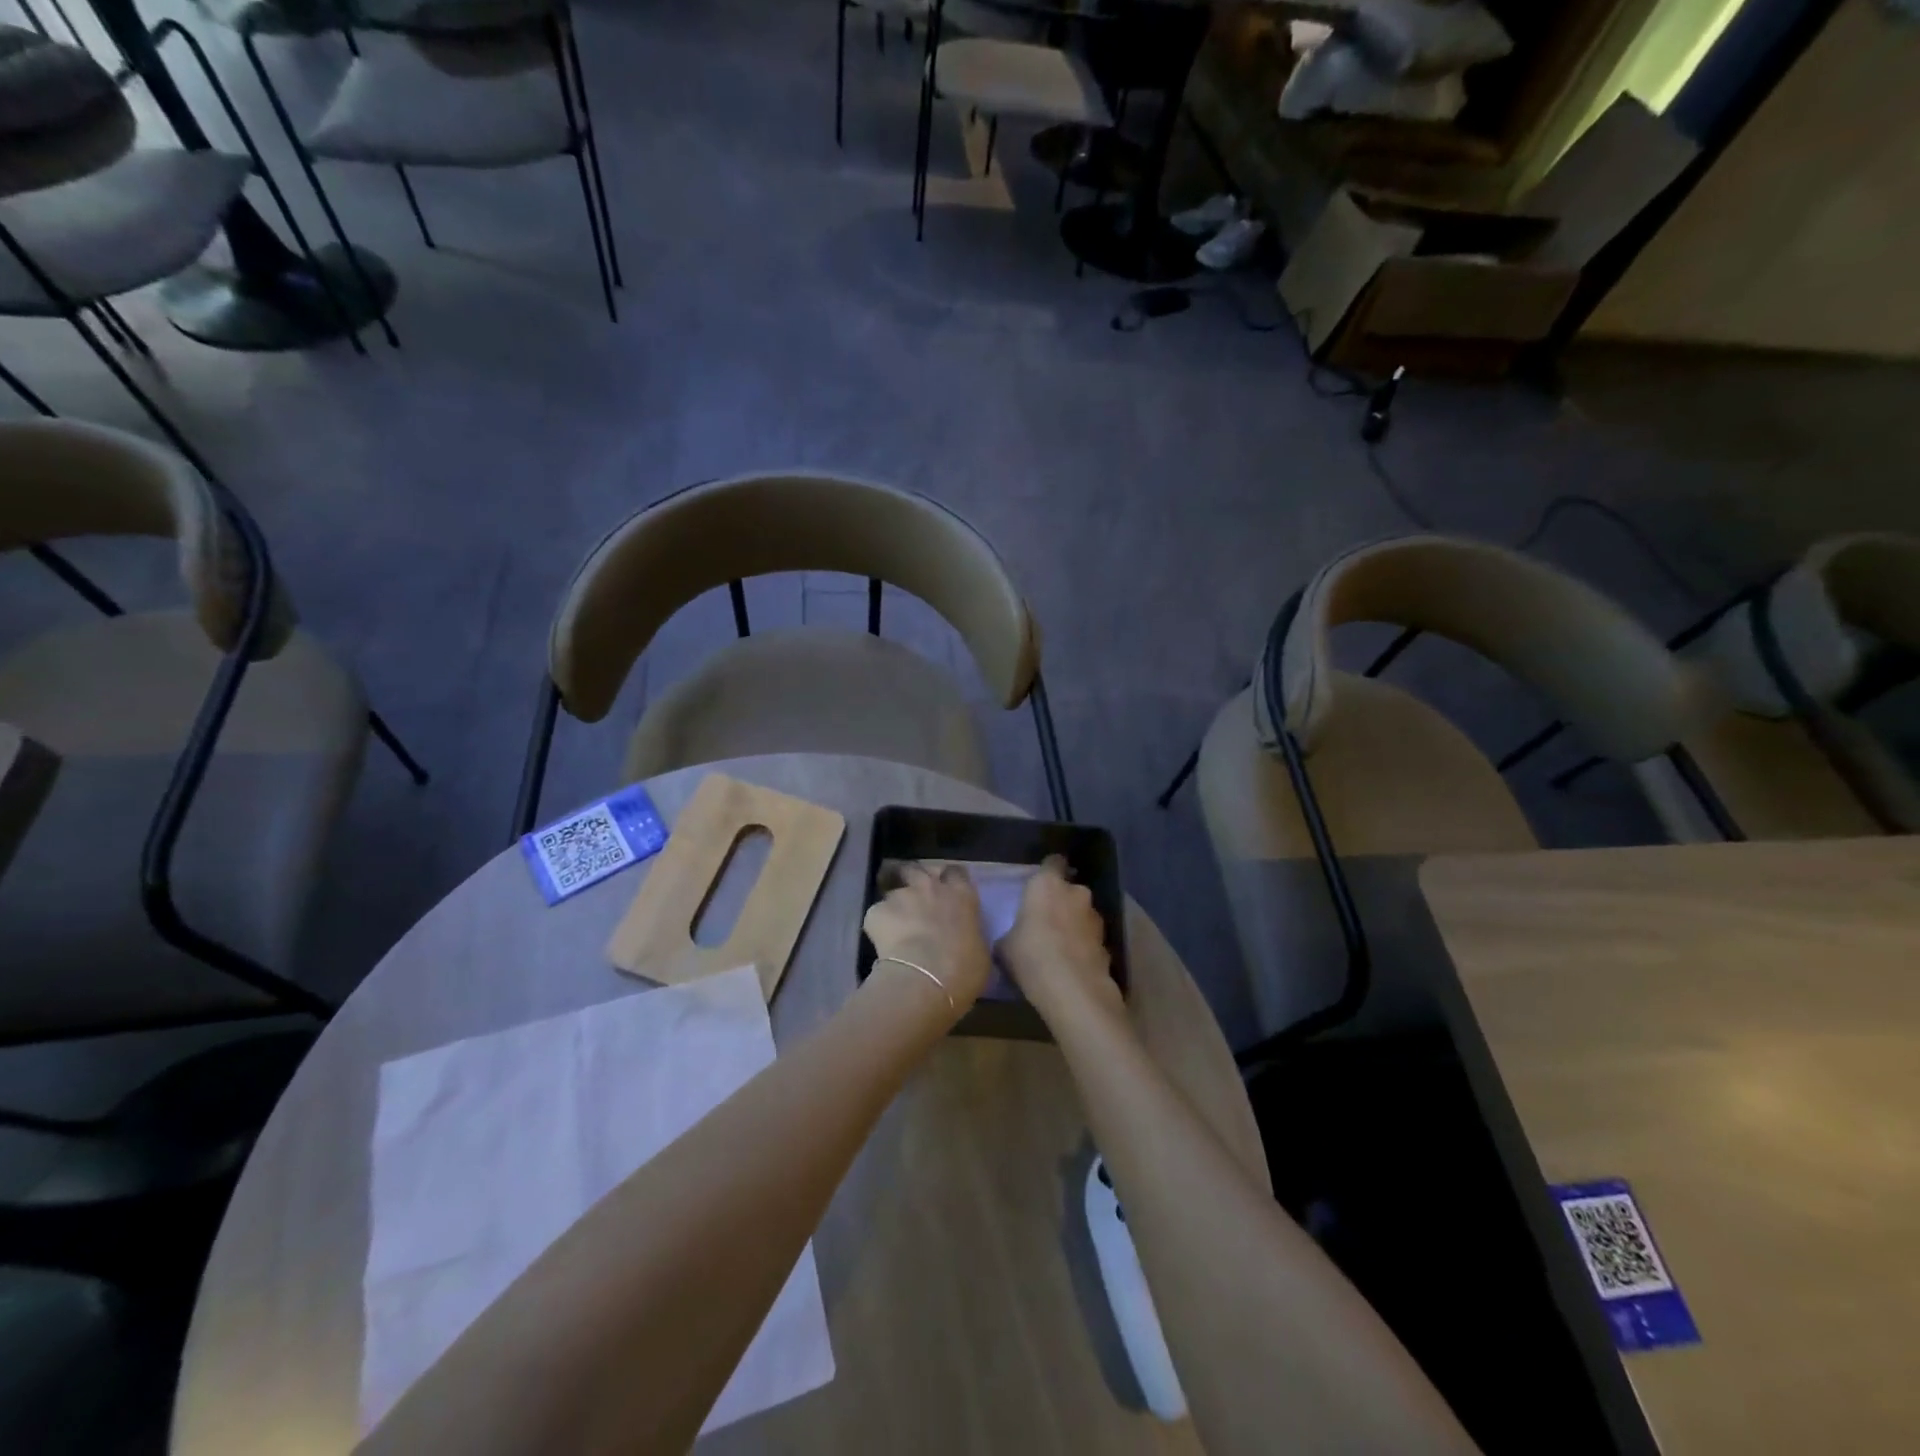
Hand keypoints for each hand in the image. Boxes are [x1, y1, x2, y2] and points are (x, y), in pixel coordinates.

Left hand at [863, 863, 992, 1011]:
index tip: (946, 888)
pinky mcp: (876, 911)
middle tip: (913, 896)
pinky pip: (877, 914)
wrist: (924, 980)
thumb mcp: (979, 951)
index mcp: (961, 895)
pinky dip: (879, 925)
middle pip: (917, 869)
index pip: (955, 872)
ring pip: (894, 891)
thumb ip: (969, 934)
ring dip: (895, 904)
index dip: (949, 878)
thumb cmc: (962, 970)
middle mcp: (931, 887)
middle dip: (913, 877)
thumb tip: (963, 936)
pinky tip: (882, 943)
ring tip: (895, 924)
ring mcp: (901, 896)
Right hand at [998, 858, 1117, 1019]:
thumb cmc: (1031, 956)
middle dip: (1061, 901)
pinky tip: (1072, 964)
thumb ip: (1012, 932)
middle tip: (1046, 920)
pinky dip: (1083, 946)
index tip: (1039, 883)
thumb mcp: (1005, 945)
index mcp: (1047, 885)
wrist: (1073, 990)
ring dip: (1074, 924)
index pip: (1052, 863)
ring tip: (1060, 946)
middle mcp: (1076, 893)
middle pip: (1069, 890)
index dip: (1048, 870)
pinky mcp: (1107, 943)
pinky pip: (1090, 938)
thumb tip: (1014, 936)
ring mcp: (1095, 918)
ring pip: (1082, 914)